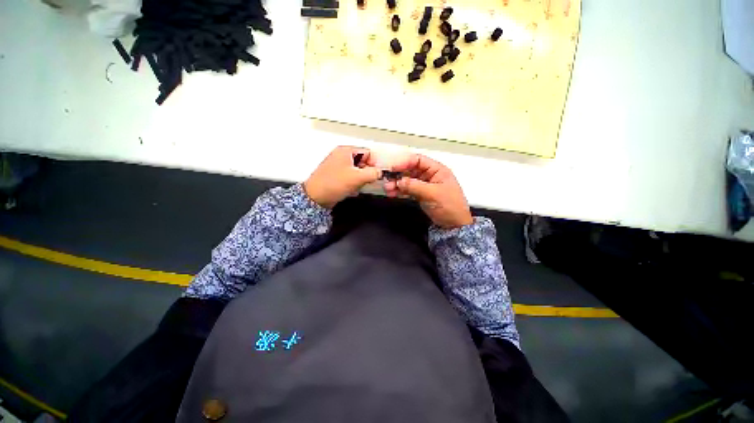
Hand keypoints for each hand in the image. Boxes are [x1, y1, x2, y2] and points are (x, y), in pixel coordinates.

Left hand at [304, 146, 381, 208]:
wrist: (315, 197)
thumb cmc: (334, 184)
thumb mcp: (357, 177)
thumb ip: (373, 173)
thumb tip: (380, 172)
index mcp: (346, 150)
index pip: (367, 152)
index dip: (374, 163)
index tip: (376, 174)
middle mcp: (341, 155)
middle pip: (363, 161)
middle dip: (366, 172)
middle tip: (366, 181)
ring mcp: (338, 166)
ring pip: (357, 170)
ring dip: (360, 179)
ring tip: (357, 186)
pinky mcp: (336, 175)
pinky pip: (350, 177)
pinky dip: (353, 183)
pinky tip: (351, 190)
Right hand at [385, 154, 472, 228]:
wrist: (454, 224)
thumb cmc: (449, 206)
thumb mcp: (432, 194)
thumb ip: (415, 186)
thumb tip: (398, 181)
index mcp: (437, 170)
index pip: (418, 160)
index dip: (404, 162)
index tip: (392, 168)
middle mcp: (430, 175)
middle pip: (411, 170)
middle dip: (398, 175)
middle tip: (387, 180)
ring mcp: (424, 185)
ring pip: (407, 180)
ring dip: (397, 183)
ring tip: (388, 189)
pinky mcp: (420, 194)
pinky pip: (408, 189)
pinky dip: (400, 191)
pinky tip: (392, 193)